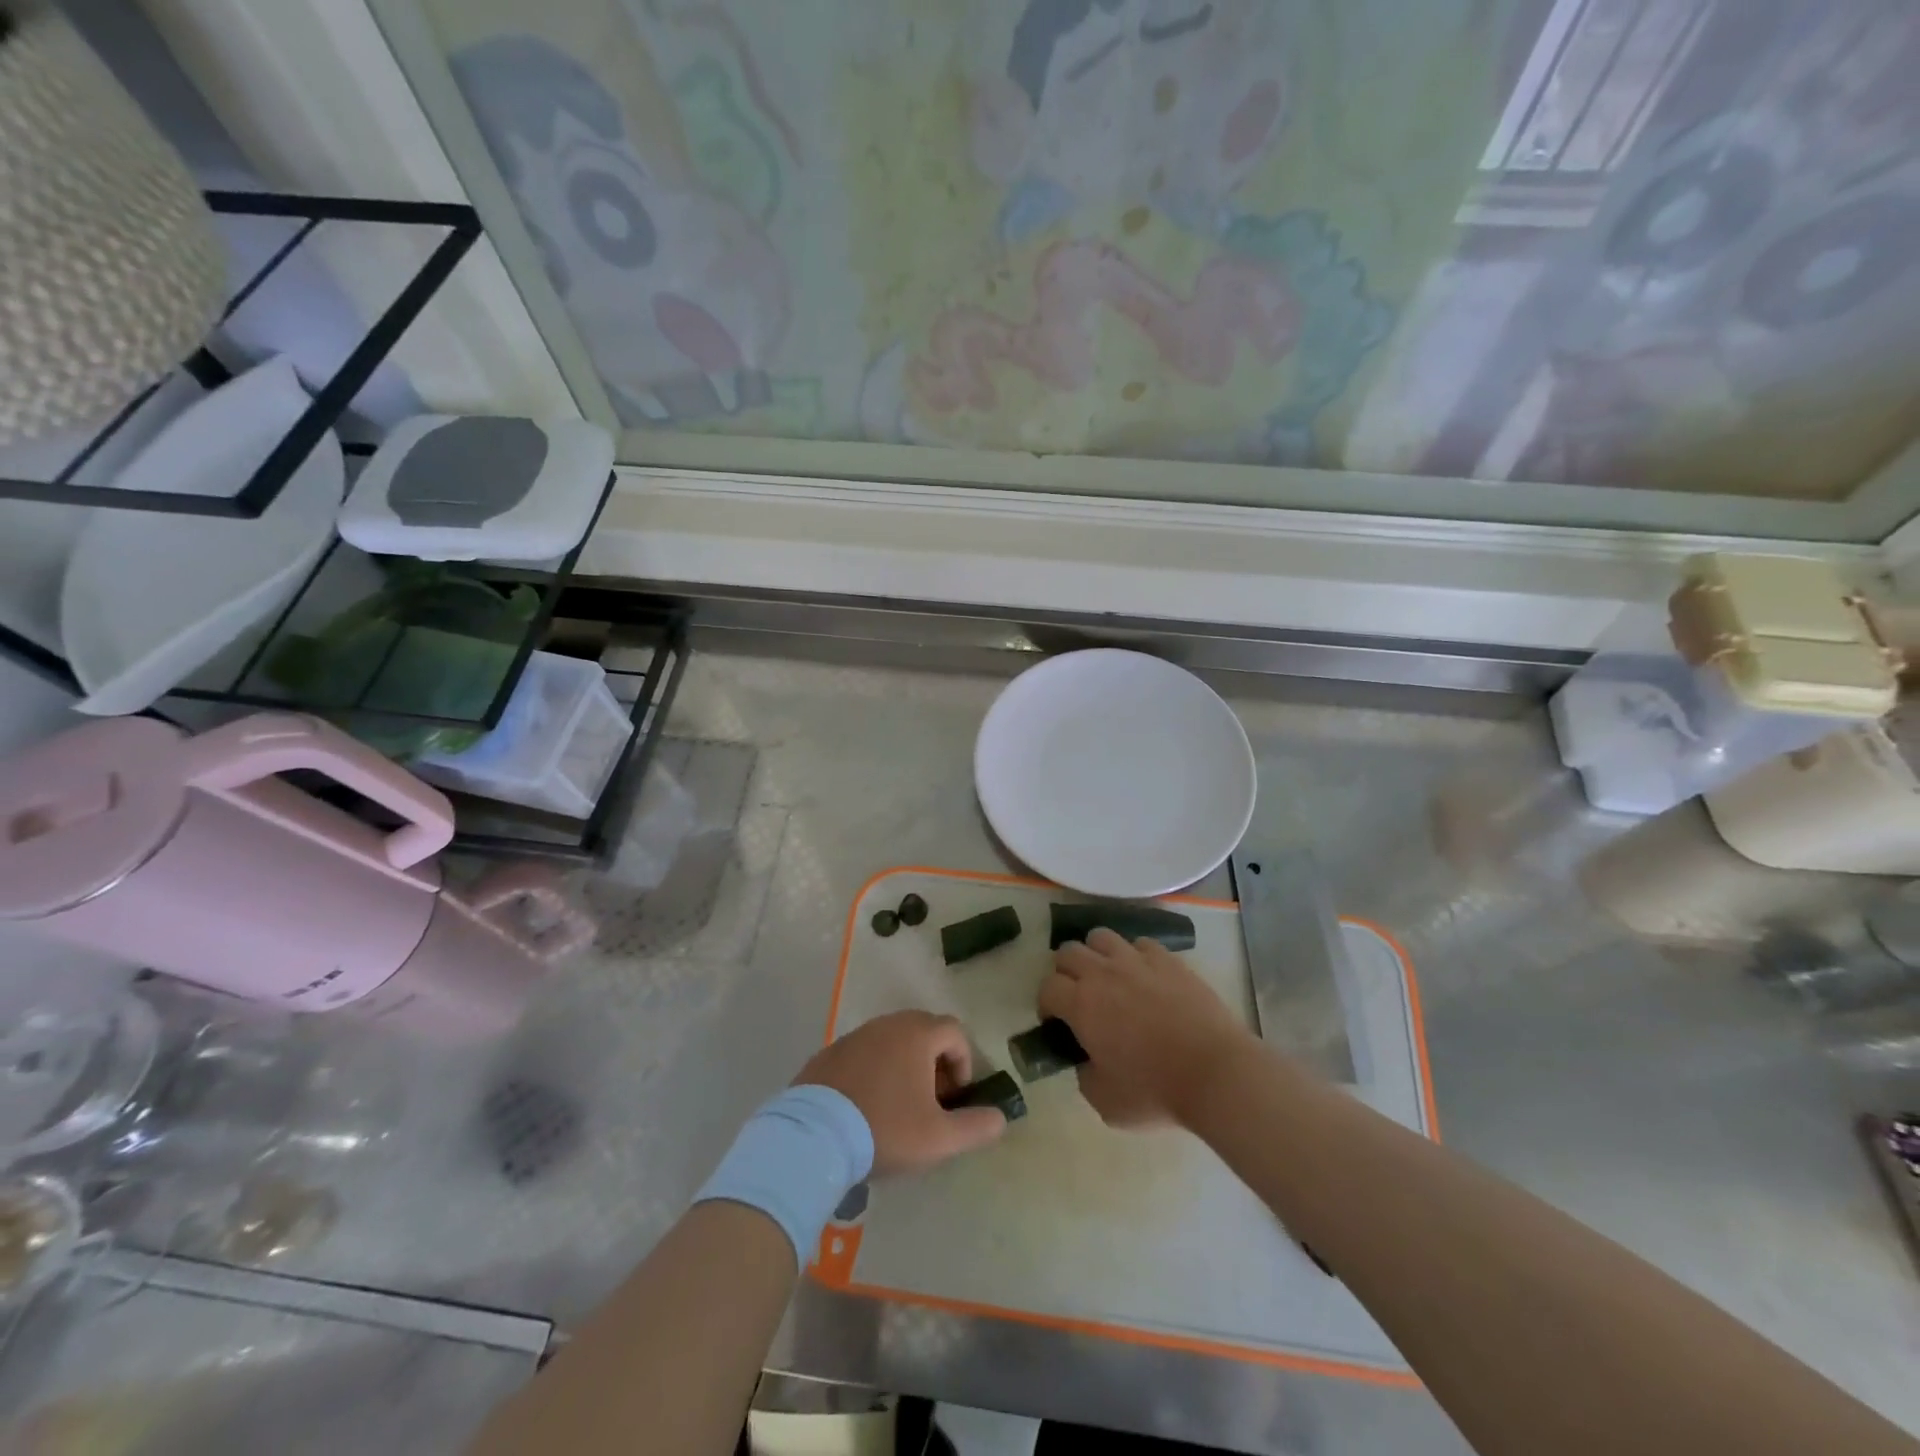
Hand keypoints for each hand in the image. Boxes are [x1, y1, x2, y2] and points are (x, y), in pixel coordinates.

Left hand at [796, 1011, 1008, 1174]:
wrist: (814, 1136)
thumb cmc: (885, 1128)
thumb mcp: (939, 1137)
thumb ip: (975, 1126)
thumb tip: (1000, 1118)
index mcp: (917, 1034)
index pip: (955, 1032)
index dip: (964, 1063)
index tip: (955, 1098)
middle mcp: (887, 1024)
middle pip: (923, 1032)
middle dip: (935, 1063)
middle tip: (931, 1102)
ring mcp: (854, 1036)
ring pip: (891, 1042)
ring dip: (904, 1067)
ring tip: (898, 1107)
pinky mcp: (828, 1054)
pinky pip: (863, 1055)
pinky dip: (873, 1072)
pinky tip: (865, 1107)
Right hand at [1039, 928, 1255, 1127]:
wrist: (1215, 1073)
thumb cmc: (1156, 1091)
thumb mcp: (1105, 1101)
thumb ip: (1084, 1075)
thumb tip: (1086, 1060)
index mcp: (1081, 1004)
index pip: (1047, 987)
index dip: (1046, 1004)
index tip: (1056, 1022)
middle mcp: (1102, 973)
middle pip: (1067, 951)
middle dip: (1065, 972)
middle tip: (1078, 996)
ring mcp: (1137, 961)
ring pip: (1101, 937)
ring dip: (1097, 954)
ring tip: (1108, 977)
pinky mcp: (1168, 959)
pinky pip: (1140, 944)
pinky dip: (1135, 956)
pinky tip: (1144, 976)